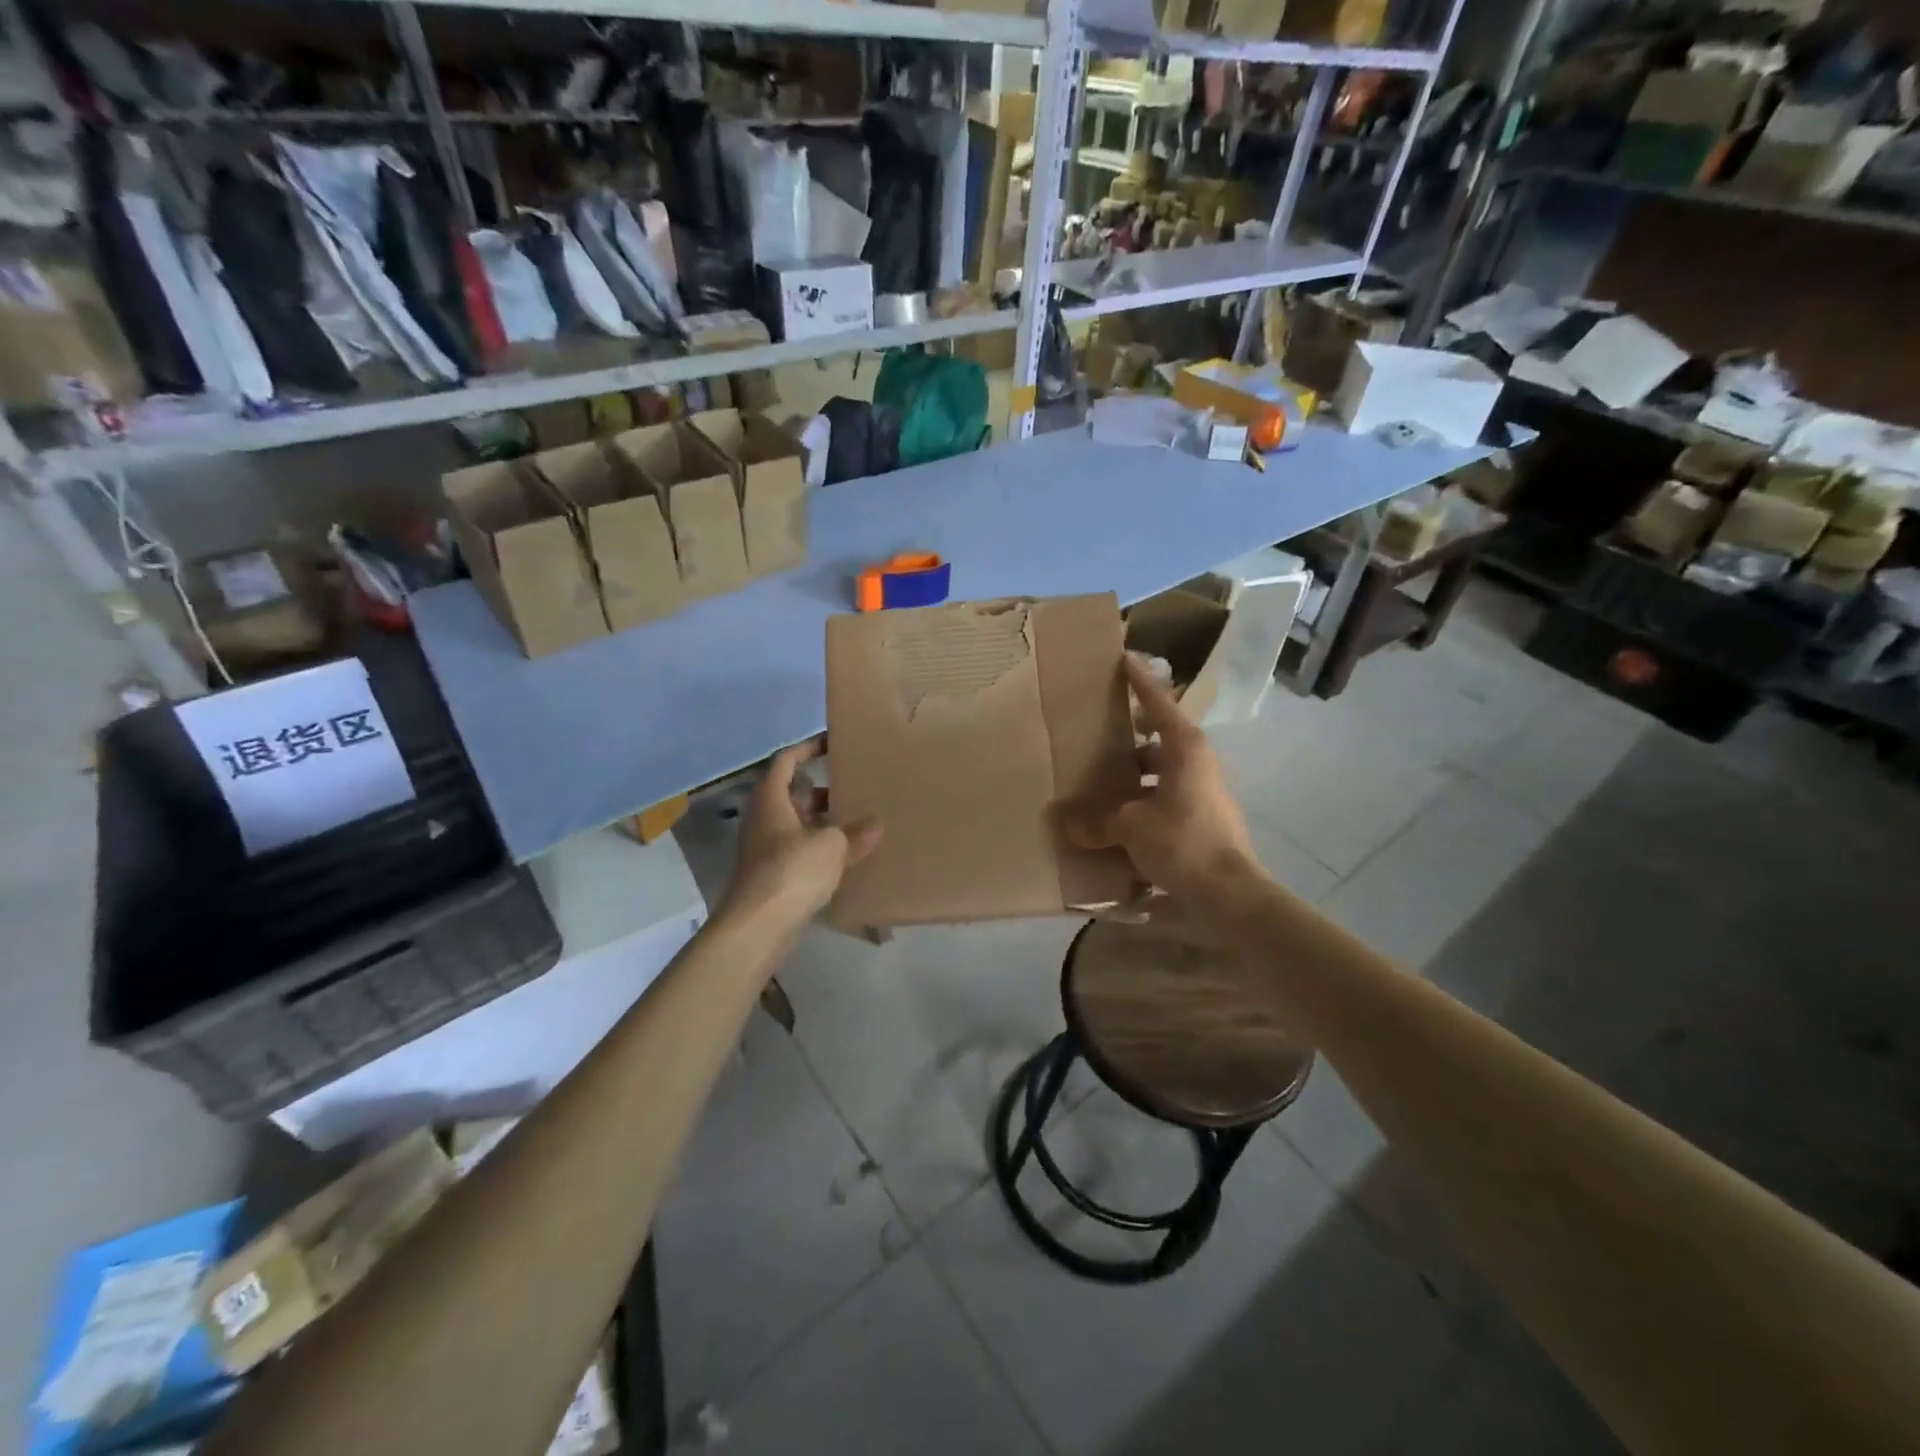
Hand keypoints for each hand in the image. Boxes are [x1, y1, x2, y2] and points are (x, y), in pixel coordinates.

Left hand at [720, 740, 881, 929]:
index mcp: (771, 799)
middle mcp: (764, 818)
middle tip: (855, 787)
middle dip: (822, 791)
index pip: (786, 761)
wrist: (758, 925)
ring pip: (798, 825)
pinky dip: (820, 849)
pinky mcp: (773, 876)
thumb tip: (875, 824)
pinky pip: (800, 851)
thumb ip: (854, 832)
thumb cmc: (792, 870)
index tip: (831, 743)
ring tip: (857, 821)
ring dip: (823, 822)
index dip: (807, 749)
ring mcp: (765, 849)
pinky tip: (846, 857)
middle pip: (793, 795)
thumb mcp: (832, 845)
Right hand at [1063, 655, 1263, 905]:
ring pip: (1163, 771)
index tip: (1124, 658)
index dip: (1140, 682)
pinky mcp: (1203, 820)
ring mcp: (1203, 792)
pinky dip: (1143, 803)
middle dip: (1131, 736)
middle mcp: (1198, 764)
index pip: (1159, 703)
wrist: (1229, 894)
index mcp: (1185, 749)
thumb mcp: (1131, 827)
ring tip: (1101, 782)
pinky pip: (1166, 799)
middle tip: (1099, 734)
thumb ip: (1099, 822)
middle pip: (1161, 738)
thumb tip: (1071, 825)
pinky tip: (1118, 822)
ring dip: (1136, 775)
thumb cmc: (1182, 843)